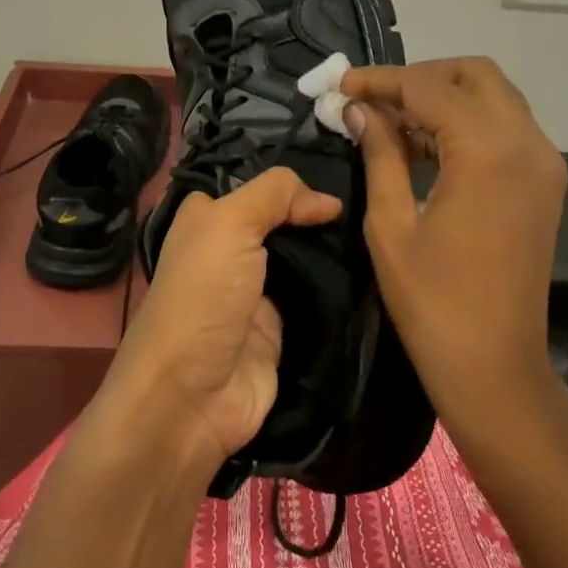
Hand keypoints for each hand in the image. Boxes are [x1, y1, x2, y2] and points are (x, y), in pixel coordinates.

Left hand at [90, 168, 342, 476]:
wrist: (190, 400)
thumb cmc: (202, 297)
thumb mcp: (229, 224)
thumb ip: (274, 196)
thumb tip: (328, 201)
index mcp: (207, 220)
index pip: (252, 186)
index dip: (288, 178)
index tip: (336, 168)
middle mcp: (230, 252)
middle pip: (281, 221)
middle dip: (317, 212)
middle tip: (368, 198)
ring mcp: (256, 293)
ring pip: (302, 259)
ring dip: (332, 249)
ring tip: (377, 228)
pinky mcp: (278, 330)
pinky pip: (315, 299)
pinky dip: (338, 289)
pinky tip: (372, 270)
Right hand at [341, 58, 567, 443]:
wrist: (495, 367)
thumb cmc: (432, 301)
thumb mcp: (390, 224)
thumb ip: (379, 154)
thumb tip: (359, 110)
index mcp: (488, 150)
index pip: (429, 87)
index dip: (382, 80)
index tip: (343, 84)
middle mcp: (527, 142)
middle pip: (474, 75)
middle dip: (421, 77)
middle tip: (374, 100)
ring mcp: (544, 162)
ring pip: (494, 97)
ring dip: (445, 97)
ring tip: (392, 122)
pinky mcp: (545, 183)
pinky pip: (506, 128)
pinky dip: (467, 123)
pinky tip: (426, 146)